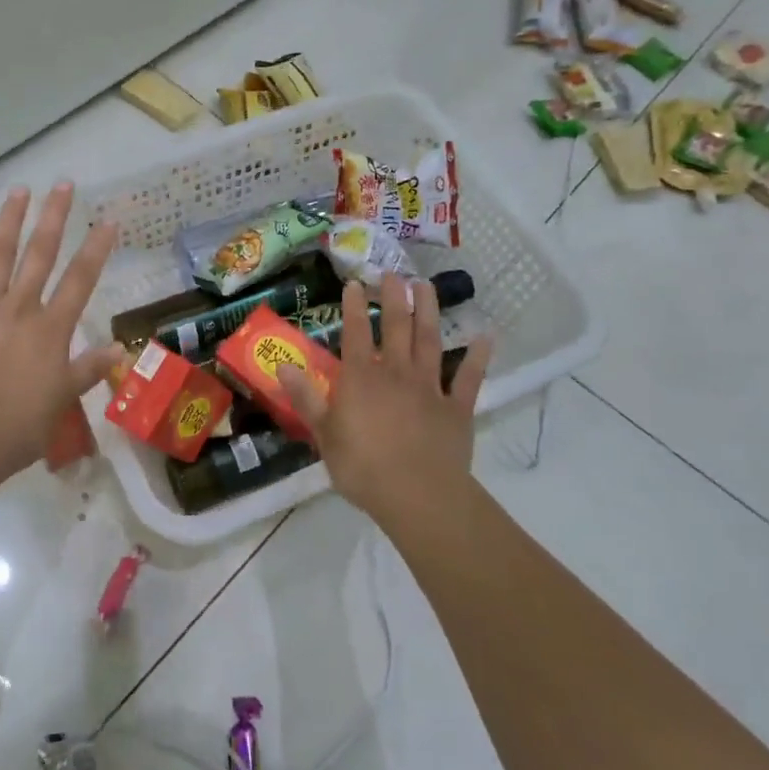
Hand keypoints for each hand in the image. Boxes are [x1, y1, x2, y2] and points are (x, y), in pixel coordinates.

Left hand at [0, 182, 125, 482]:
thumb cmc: (15, 428)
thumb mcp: (61, 402)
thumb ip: (88, 370)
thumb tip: (120, 347)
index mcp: (50, 330)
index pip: (80, 281)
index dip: (96, 249)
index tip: (107, 220)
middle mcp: (19, 309)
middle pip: (40, 255)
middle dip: (54, 218)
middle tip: (63, 184)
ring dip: (10, 221)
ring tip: (20, 190)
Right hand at [278, 276, 490, 522]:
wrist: (418, 496)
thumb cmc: (363, 467)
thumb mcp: (324, 435)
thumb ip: (306, 398)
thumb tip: (283, 366)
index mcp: (360, 378)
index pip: (354, 332)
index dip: (353, 306)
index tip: (354, 283)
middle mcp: (395, 372)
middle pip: (395, 327)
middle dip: (394, 297)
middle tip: (394, 273)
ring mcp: (429, 387)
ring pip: (429, 341)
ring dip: (428, 311)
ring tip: (427, 286)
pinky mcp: (457, 408)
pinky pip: (469, 378)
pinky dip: (478, 356)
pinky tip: (485, 336)